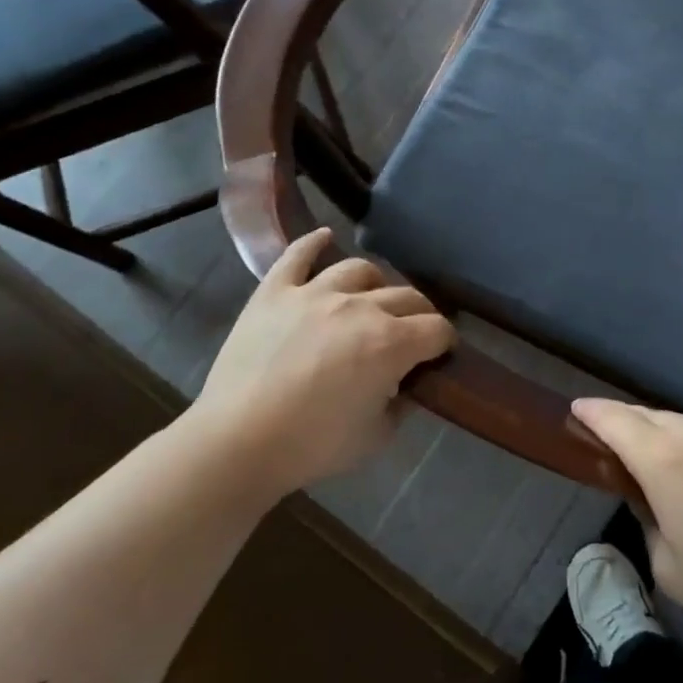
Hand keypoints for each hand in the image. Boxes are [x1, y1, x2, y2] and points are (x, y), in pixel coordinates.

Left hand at [184, 229, 453, 500]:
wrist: (238, 442)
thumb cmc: (313, 445)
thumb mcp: (376, 436)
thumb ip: (400, 405)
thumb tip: (404, 386)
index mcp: (391, 343)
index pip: (437, 330)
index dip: (445, 342)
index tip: (440, 354)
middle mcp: (361, 307)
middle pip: (407, 297)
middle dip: (420, 315)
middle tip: (413, 333)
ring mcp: (315, 293)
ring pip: (360, 270)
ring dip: (376, 284)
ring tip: (372, 299)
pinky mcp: (275, 292)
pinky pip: (297, 255)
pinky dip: (313, 243)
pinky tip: (324, 237)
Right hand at [571, 400, 682, 632]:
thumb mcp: (671, 569)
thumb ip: (648, 524)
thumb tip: (654, 499)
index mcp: (664, 461)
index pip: (615, 420)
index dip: (592, 412)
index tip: (578, 410)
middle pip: (650, 418)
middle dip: (632, 430)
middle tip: (629, 456)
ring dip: (678, 443)